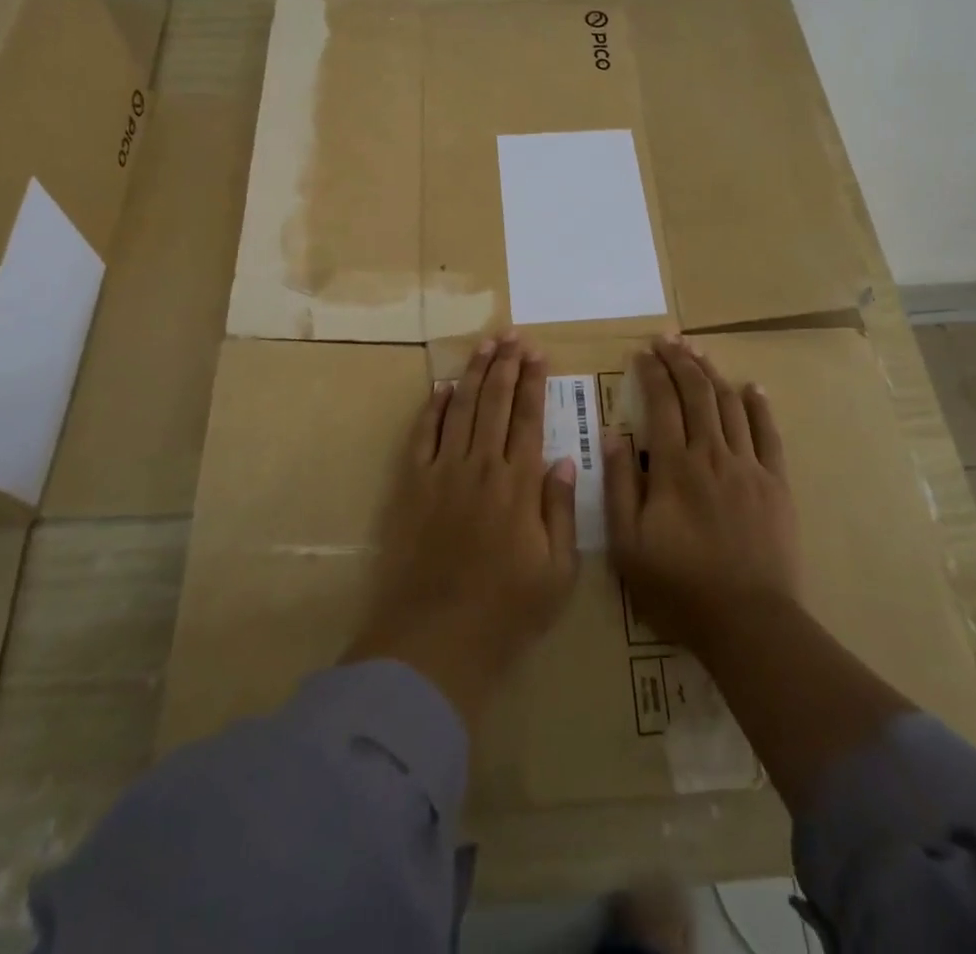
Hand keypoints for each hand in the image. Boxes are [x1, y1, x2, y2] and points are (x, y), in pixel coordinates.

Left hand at [343, 333, 579, 724]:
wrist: (436, 639)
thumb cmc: (506, 611)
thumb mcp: (558, 572)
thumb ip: (561, 510)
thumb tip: (563, 459)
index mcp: (520, 484)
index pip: (530, 418)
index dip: (534, 383)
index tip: (539, 354)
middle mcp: (482, 466)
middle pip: (496, 403)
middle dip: (507, 366)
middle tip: (513, 336)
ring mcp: (444, 472)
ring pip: (463, 409)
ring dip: (475, 374)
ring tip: (486, 345)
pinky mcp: (413, 485)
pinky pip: (424, 435)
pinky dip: (434, 408)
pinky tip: (444, 386)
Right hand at [605, 336, 799, 653]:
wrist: (748, 621)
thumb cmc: (678, 586)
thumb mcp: (628, 544)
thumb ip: (620, 486)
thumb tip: (614, 436)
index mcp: (674, 466)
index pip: (661, 403)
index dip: (651, 373)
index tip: (641, 352)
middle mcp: (712, 454)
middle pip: (697, 393)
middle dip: (680, 361)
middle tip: (668, 339)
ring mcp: (748, 466)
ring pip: (730, 405)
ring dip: (713, 373)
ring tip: (698, 351)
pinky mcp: (775, 483)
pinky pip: (768, 434)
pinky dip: (759, 405)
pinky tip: (751, 386)